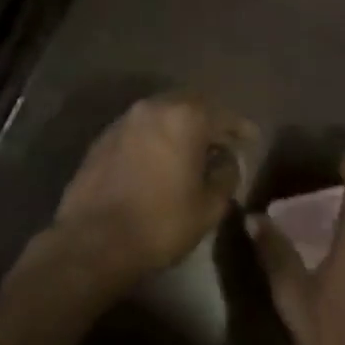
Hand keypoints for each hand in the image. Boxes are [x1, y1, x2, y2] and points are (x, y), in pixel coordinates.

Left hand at [48, 92, 257, 297]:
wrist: (93, 240)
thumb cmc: (160, 223)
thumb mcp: (208, 206)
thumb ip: (225, 175)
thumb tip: (226, 160)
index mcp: (185, 117)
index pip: (223, 114)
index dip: (240, 127)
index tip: (251, 139)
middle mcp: (154, 107)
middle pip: (190, 104)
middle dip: (209, 120)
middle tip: (222, 140)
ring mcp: (125, 120)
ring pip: (162, 113)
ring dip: (180, 126)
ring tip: (191, 149)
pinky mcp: (103, 137)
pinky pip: (140, 128)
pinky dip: (156, 136)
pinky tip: (160, 158)